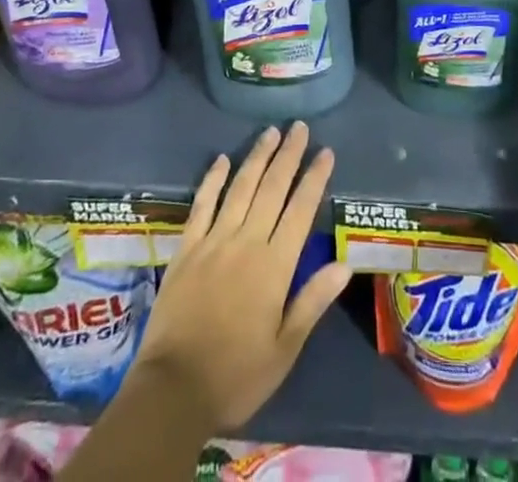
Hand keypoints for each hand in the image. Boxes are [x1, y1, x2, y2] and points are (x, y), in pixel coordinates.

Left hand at [131, 123, 350, 432]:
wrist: (173, 391)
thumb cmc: (236, 375)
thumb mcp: (284, 350)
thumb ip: (312, 302)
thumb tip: (344, 264)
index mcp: (274, 266)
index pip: (300, 211)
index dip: (314, 179)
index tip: (326, 152)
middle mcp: (246, 242)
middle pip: (271, 189)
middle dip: (288, 155)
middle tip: (299, 127)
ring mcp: (214, 241)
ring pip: (240, 188)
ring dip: (257, 157)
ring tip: (271, 132)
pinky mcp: (187, 249)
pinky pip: (202, 205)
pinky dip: (213, 180)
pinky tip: (222, 159)